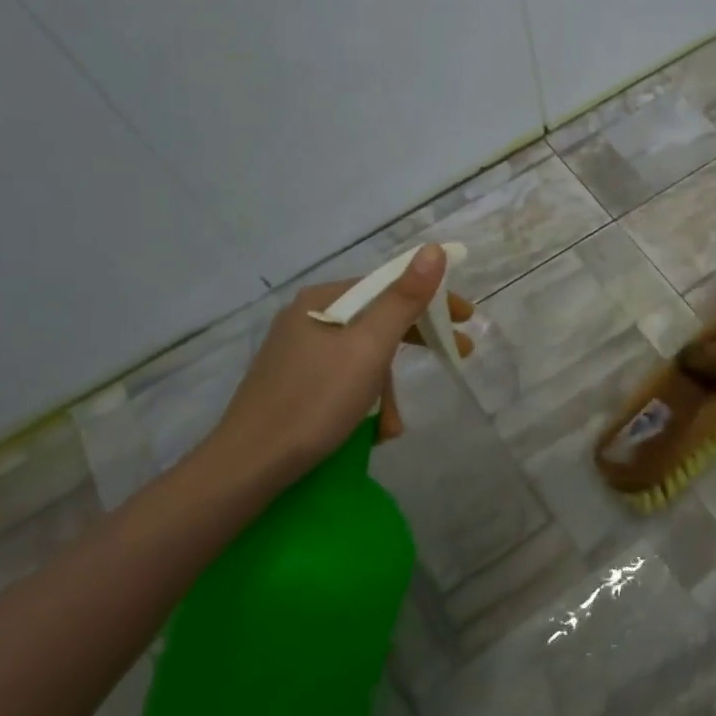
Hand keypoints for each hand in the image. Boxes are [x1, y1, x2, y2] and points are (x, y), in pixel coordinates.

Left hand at [197, 244, 473, 487]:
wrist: (249, 465)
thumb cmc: (316, 400)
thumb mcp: (369, 348)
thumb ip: (404, 299)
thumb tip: (433, 250)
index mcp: (324, 300)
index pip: (389, 285)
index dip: (432, 298)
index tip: (466, 318)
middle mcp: (309, 317)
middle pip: (378, 319)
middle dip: (417, 341)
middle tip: (458, 354)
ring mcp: (298, 351)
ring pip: (363, 355)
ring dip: (387, 388)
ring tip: (394, 426)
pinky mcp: (294, 383)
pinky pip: (344, 378)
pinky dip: (365, 400)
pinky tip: (372, 430)